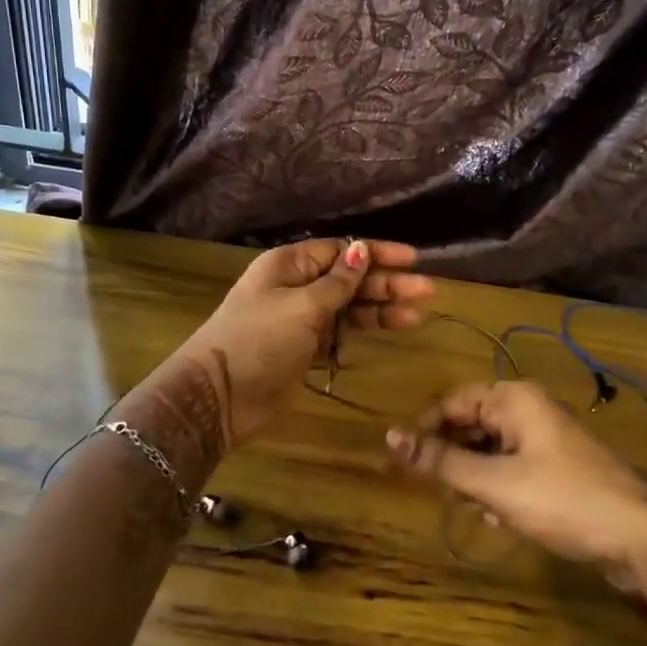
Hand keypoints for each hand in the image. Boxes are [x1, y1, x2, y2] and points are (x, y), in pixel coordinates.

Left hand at [168, 238, 432, 452]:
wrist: (219, 396)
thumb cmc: (258, 339)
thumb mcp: (301, 306)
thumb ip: (337, 282)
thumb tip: (361, 249)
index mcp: (290, 265)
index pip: (340, 250)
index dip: (376, 253)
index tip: (412, 258)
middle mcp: (297, 286)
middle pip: (349, 278)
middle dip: (386, 283)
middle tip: (427, 291)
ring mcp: (301, 319)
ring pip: (349, 306)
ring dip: (381, 307)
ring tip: (418, 312)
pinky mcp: (305, 348)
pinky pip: (341, 331)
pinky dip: (364, 329)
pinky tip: (392, 327)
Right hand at [385, 380, 646, 595]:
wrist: (640, 537)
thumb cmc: (562, 499)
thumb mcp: (494, 483)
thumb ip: (441, 462)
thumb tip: (390, 438)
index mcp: (514, 398)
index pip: (453, 401)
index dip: (426, 430)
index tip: (405, 462)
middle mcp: (529, 408)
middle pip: (472, 422)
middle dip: (452, 455)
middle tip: (436, 489)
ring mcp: (547, 437)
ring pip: (491, 446)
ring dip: (473, 474)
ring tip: (466, 504)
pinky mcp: (558, 465)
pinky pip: (513, 464)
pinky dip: (497, 484)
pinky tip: (495, 514)